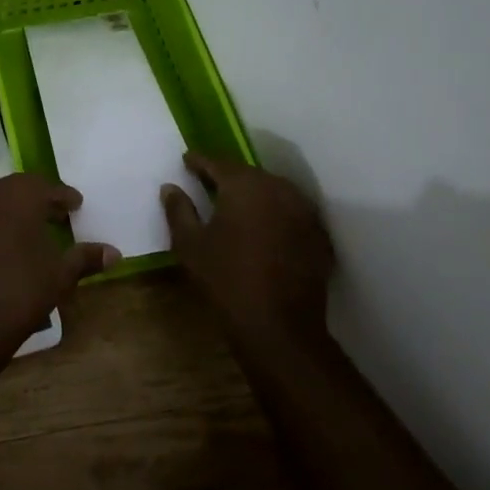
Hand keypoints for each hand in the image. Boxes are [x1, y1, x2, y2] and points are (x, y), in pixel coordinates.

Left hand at [0, 174, 118, 364]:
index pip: (47, 187)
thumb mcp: (59, 275)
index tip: (74, 206)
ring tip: (16, 235)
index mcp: (19, 195)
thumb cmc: (20, 292)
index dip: (63, 197)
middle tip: (49, 217)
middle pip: (15, 190)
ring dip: (2, 214)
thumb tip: (115, 252)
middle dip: (33, 201)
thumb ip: (85, 258)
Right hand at [161, 154, 333, 352]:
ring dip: (254, 195)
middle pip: (248, 174)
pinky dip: (275, 215)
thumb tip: (170, 188)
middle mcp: (278, 188)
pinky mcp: (319, 236)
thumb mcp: (190, 245)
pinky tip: (264, 230)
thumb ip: (178, 210)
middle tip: (209, 183)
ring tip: (236, 205)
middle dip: (228, 177)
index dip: (199, 161)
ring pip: (273, 191)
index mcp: (244, 185)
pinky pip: (292, 213)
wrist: (279, 328)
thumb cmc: (226, 280)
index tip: (186, 160)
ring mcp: (304, 211)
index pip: (217, 162)